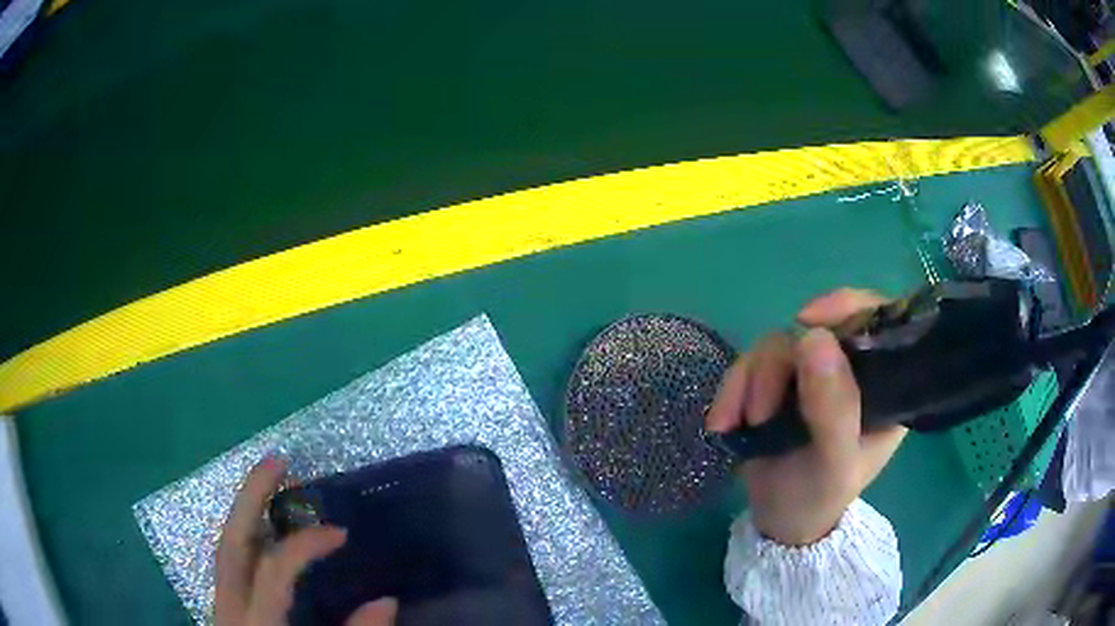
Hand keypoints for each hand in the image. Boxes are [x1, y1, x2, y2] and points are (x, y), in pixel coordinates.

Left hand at [215, 457, 397, 625]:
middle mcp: (228, 608)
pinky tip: (262, 529)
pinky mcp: (224, 609)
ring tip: (269, 481)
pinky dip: (246, 537)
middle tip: (278, 460)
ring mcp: (220, 606)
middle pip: (231, 541)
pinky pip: (231, 563)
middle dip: (251, 496)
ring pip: (224, 546)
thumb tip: (387, 599)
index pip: (273, 570)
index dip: (305, 545)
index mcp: (255, 625)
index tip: (340, 532)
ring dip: (245, 510)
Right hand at [706, 289, 906, 545]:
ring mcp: (813, 373)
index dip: (848, 308)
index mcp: (885, 385)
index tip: (809, 322)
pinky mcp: (779, 380)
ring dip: (750, 383)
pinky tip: (723, 422)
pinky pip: (750, 362)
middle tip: (761, 413)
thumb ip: (834, 409)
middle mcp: (853, 369)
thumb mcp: (835, 464)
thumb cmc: (820, 498)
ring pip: (778, 343)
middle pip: (817, 330)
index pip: (880, 323)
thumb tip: (815, 339)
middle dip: (780, 367)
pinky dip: (732, 389)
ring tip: (737, 425)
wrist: (779, 522)